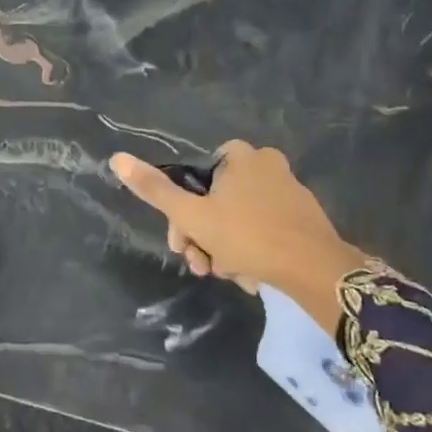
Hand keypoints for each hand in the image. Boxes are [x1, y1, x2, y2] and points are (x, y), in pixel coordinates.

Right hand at [111, 142, 367, 329]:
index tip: (182, 243)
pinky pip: (264, 230)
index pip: (196, 177)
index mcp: (240, 155)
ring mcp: (289, 190)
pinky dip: (252, 251)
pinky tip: (251, 275)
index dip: (182, 212)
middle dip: (204, 236)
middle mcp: (266, 164)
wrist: (315, 270)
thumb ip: (155, 189)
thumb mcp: (193, 216)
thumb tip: (116, 158)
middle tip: (202, 266)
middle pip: (216, 201)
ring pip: (239, 219)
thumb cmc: (248, 236)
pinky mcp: (304, 217)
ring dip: (225, 248)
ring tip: (230, 275)